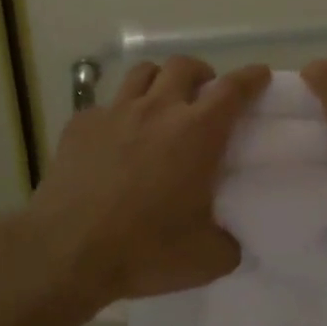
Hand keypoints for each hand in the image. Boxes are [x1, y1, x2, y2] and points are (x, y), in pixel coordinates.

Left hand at [21, 56, 270, 311]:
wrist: (66, 251)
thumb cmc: (144, 250)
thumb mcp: (206, 259)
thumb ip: (229, 244)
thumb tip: (232, 241)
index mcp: (196, 133)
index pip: (232, 89)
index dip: (250, 78)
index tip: (260, 74)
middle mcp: (157, 110)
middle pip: (183, 66)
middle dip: (201, 72)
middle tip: (204, 94)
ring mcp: (114, 112)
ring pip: (142, 73)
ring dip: (160, 81)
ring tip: (161, 103)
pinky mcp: (80, 124)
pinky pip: (106, 104)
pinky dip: (119, 113)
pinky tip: (115, 139)